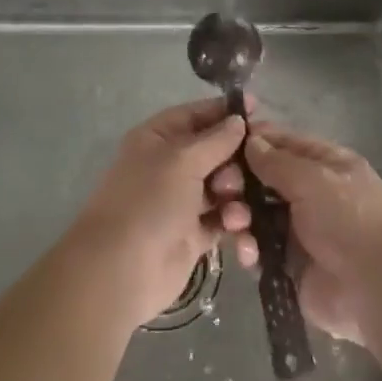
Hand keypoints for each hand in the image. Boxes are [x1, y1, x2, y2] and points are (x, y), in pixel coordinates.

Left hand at [72, 98, 251, 327]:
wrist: (122, 271)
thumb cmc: (149, 202)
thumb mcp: (183, 160)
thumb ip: (216, 139)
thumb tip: (238, 120)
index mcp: (158, 138)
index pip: (196, 115)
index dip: (225, 111)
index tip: (259, 109)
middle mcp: (170, 166)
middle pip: (216, 151)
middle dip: (235, 160)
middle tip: (246, 172)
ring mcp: (182, 201)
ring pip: (224, 186)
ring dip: (237, 194)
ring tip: (234, 210)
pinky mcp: (194, 234)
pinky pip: (224, 218)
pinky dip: (234, 221)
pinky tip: (238, 229)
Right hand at [217, 123, 381, 345]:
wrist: (378, 289)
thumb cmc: (350, 219)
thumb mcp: (314, 179)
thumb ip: (277, 162)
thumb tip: (250, 140)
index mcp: (324, 164)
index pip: (281, 144)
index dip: (251, 142)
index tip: (219, 145)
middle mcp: (310, 193)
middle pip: (262, 180)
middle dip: (239, 183)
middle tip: (221, 190)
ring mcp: (299, 230)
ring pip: (255, 215)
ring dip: (241, 217)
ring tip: (236, 225)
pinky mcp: (289, 265)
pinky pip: (259, 251)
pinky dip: (250, 250)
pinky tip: (250, 256)